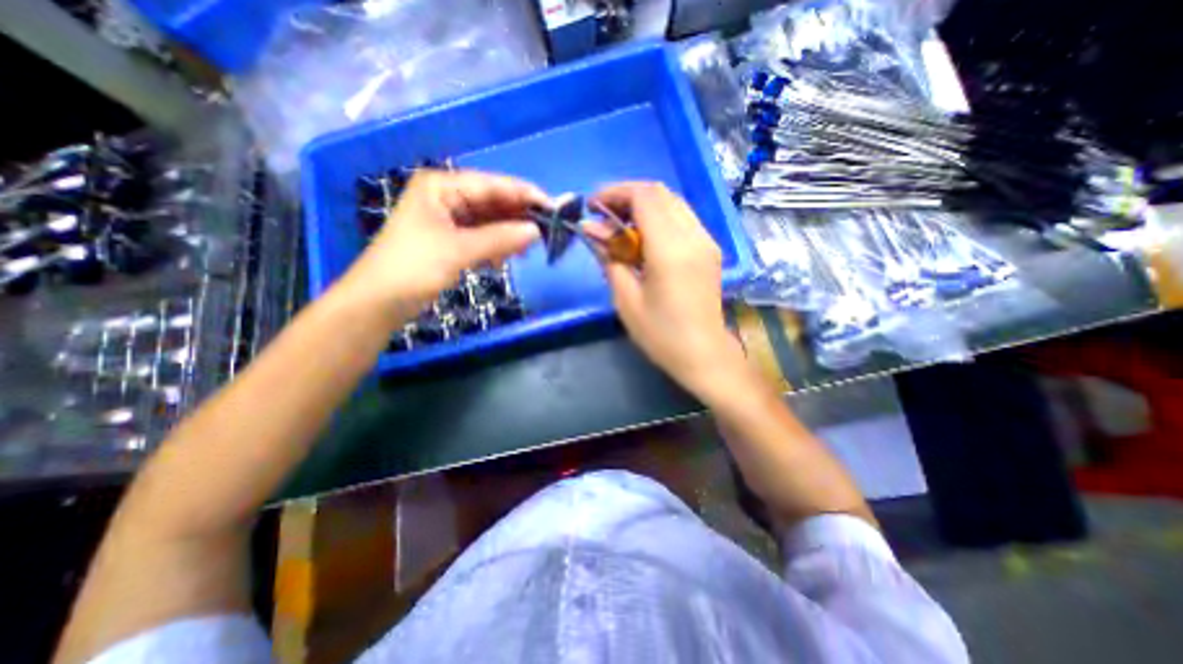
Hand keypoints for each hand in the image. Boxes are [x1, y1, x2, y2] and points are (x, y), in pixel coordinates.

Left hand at [336, 168, 544, 314]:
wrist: (378, 302)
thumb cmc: (413, 267)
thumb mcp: (459, 250)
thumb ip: (500, 238)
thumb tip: (536, 231)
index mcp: (442, 186)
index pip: (492, 185)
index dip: (524, 194)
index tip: (553, 207)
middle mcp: (446, 197)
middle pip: (493, 202)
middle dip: (519, 216)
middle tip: (548, 230)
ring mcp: (449, 220)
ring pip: (490, 221)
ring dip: (509, 233)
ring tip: (532, 246)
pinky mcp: (451, 241)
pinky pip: (483, 237)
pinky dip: (497, 246)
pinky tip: (508, 257)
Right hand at [598, 182, 740, 395]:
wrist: (704, 355)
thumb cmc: (661, 334)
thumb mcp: (626, 298)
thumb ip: (609, 257)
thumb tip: (591, 229)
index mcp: (670, 249)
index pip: (644, 196)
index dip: (614, 193)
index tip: (592, 207)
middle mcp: (693, 235)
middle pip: (659, 193)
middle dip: (626, 196)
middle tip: (603, 216)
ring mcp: (706, 241)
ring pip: (672, 203)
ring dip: (643, 206)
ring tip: (620, 227)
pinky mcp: (709, 249)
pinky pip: (682, 218)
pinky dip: (659, 218)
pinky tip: (644, 239)